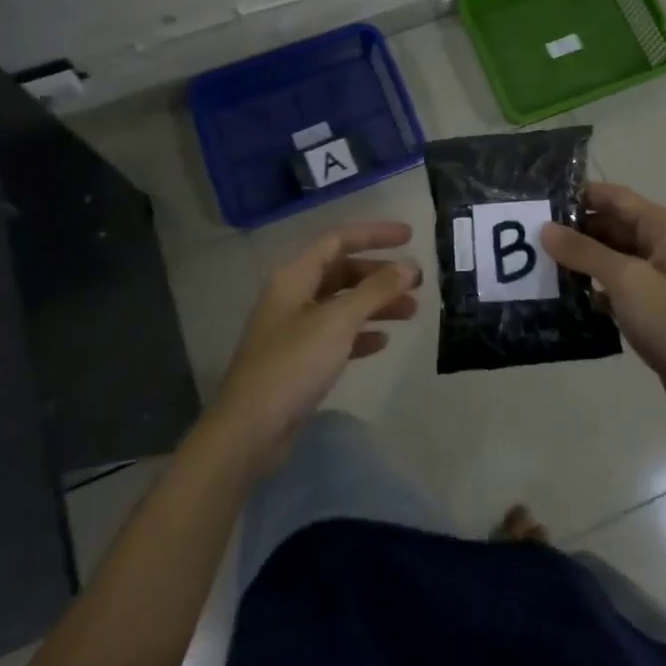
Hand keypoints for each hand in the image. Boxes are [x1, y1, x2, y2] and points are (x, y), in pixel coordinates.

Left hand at [212, 222, 419, 469]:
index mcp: (294, 277)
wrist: (250, 431)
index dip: (374, 235)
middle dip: (379, 274)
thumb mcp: (338, 322)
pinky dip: (360, 333)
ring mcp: (294, 329)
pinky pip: (336, 335)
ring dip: (375, 304)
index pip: (338, 240)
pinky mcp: (299, 360)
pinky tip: (382, 341)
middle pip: (341, 271)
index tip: (410, 236)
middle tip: (416, 281)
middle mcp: (292, 296)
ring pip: (341, 304)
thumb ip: (376, 291)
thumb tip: (409, 267)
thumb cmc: (293, 364)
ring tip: (411, 311)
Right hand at [542, 183, 665, 443]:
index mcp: (662, 227)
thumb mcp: (627, 281)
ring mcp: (658, 277)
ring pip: (610, 257)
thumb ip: (584, 252)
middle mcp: (661, 244)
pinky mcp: (653, 307)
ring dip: (579, 261)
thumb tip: (545, 228)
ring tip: (536, 267)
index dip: (576, 196)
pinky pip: (615, 286)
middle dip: (572, 231)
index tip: (536, 204)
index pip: (612, 196)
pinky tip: (562, 298)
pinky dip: (592, 288)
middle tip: (527, 240)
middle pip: (609, 225)